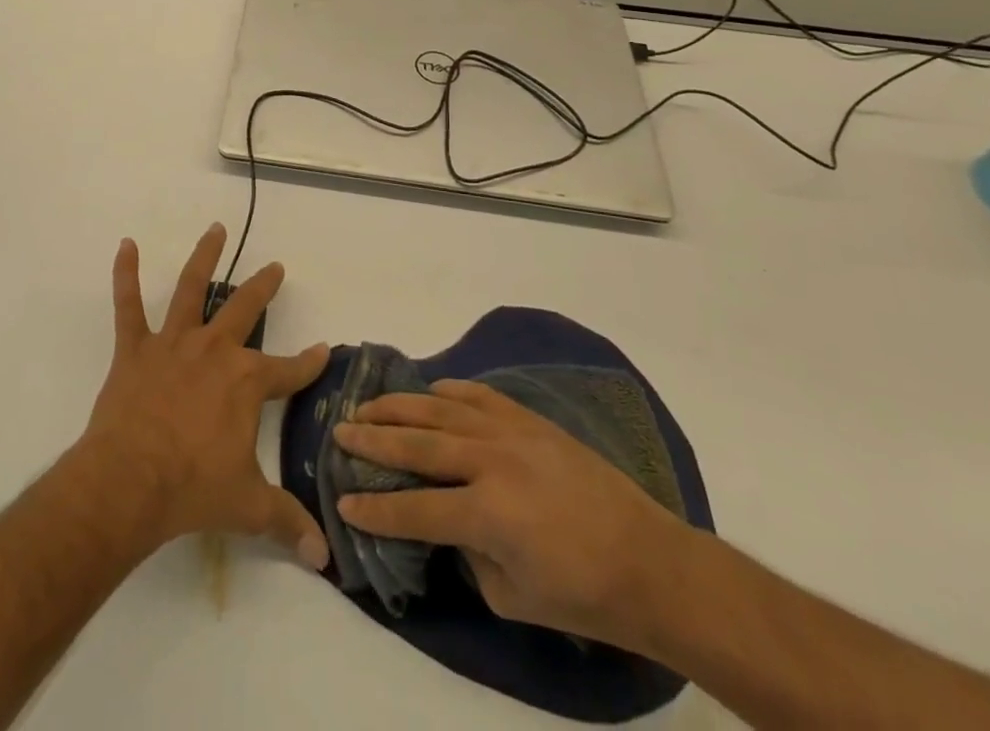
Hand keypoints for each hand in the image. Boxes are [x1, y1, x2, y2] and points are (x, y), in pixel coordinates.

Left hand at [76, 224, 331, 570]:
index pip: (289, 369)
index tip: (324, 348)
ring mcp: (173, 343)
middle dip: (264, 287)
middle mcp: (214, 350)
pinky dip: (125, 274)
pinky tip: (125, 245)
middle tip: (276, 267)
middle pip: (245, 308)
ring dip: (205, 256)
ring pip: (191, 288)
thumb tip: (324, 558)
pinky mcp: (135, 348)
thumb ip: (286, 523)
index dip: (308, 362)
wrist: (130, 482)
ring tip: (216, 229)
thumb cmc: (193, 489)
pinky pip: (128, 305)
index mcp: (246, 382)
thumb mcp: (248, 507)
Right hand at [332, 379, 690, 650]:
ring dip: (399, 407)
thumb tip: (445, 524)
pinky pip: (476, 395)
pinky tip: (429, 393)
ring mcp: (509, 432)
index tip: (343, 501)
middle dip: (372, 440)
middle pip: (416, 445)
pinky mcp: (528, 419)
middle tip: (339, 432)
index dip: (375, 508)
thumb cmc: (583, 595)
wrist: (649, 561)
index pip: (414, 509)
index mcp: (486, 514)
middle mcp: (489, 462)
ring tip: (368, 406)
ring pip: (438, 409)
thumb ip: (467, 556)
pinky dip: (447, 391)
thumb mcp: (512, 597)